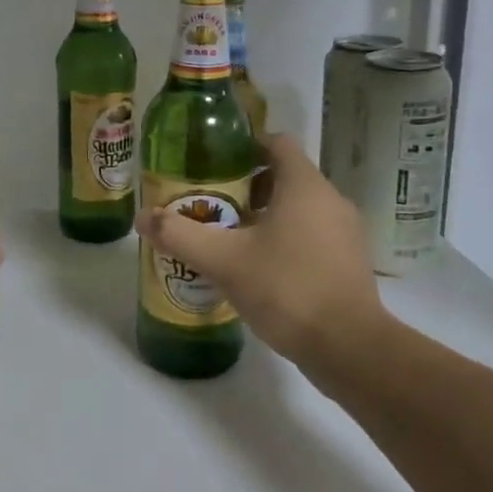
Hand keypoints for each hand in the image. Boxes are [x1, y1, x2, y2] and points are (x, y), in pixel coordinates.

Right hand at [134, 134, 389, 371]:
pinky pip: (310, 236)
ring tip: (227, 238)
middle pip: (284, 177)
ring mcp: (345, 234)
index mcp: (304, 186)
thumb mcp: (223, 260)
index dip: (244, 146)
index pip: (276, 143)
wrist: (349, 349)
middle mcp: (330, 201)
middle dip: (245, 187)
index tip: (213, 163)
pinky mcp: (348, 264)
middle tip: (211, 204)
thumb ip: (179, 235)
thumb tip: (143, 217)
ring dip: (263, 216)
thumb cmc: (287, 288)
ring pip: (297, 209)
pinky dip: (283, 240)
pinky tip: (256, 268)